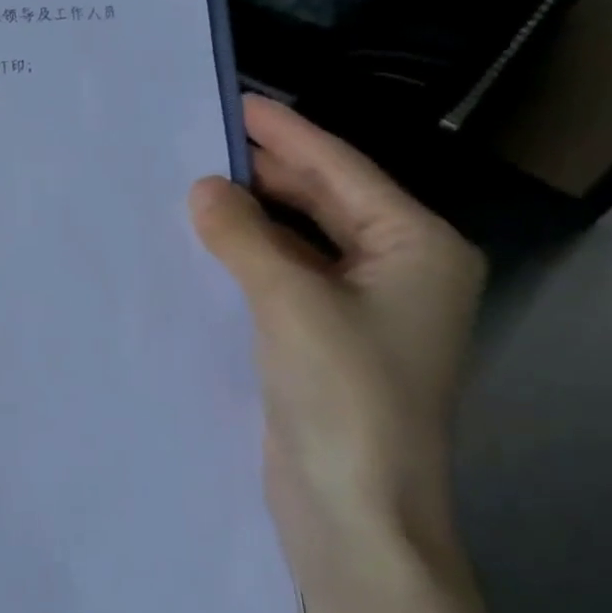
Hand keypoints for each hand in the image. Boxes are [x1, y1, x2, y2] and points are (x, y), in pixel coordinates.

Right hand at [189, 95, 485, 586]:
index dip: (286, 134)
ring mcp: (363, 308)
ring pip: (301, 240)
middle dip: (267, 172)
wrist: (354, 509)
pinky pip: (284, 277)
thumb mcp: (291, 303)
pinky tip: (208, 242)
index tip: (236, 102)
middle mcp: (398, 269)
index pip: (342, 171)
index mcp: (416, 248)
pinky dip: (249, 257)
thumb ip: (244, 238)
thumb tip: (203, 188)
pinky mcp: (326, 339)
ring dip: (253, 216)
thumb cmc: (345, 396)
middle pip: (324, 201)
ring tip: (194, 183)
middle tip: (200, 141)